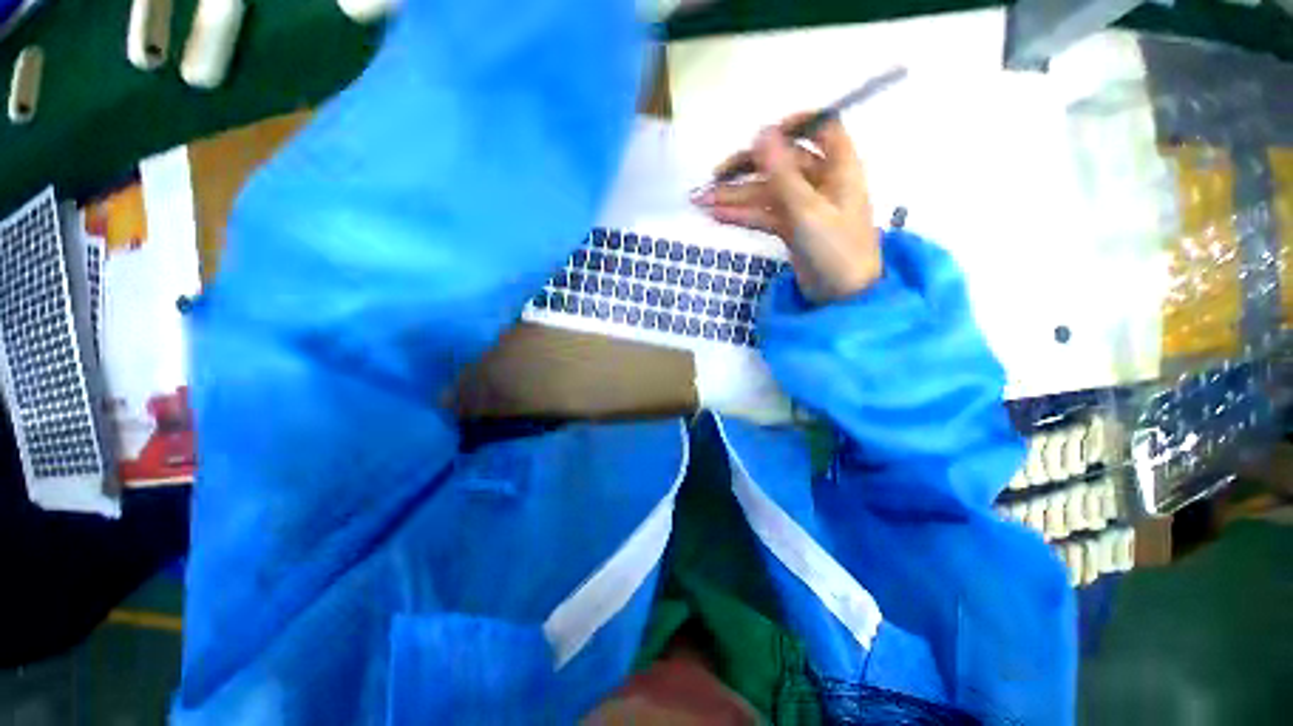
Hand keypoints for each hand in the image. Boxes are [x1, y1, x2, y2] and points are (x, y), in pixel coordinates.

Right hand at [693, 115, 881, 304]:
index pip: (821, 127)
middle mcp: (821, 181)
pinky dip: (743, 215)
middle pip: (782, 162)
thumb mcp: (807, 211)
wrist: (841, 297)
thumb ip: (783, 173)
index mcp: (838, 167)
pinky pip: (764, 215)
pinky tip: (718, 215)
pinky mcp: (791, 228)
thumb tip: (761, 133)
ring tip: (703, 201)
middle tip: (715, 177)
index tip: (761, 134)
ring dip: (736, 196)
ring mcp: (803, 207)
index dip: (794, 124)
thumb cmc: (835, 250)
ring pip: (767, 192)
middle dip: (747, 168)